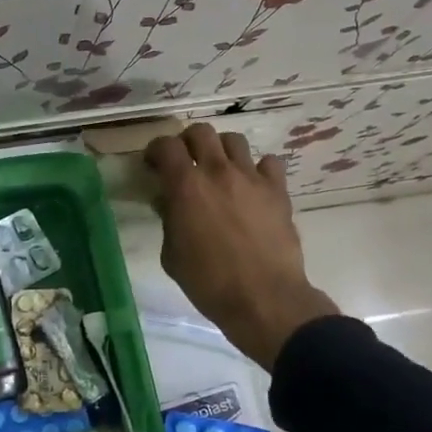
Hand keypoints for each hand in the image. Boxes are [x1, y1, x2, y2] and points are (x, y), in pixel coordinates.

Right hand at [145, 124, 338, 368]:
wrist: (263, 299)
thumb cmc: (208, 282)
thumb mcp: (171, 255)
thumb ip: (168, 220)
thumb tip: (167, 201)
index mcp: (186, 186)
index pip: (166, 146)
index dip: (156, 151)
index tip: (154, 165)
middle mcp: (218, 172)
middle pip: (200, 132)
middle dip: (187, 142)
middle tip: (185, 163)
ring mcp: (251, 178)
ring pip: (234, 140)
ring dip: (221, 150)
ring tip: (219, 170)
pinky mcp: (278, 191)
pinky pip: (269, 163)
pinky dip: (258, 169)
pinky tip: (252, 186)